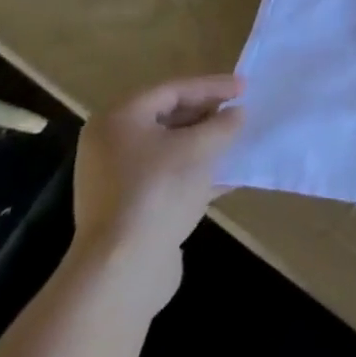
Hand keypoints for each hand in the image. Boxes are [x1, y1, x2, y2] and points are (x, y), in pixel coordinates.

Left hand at [71, 75, 243, 310]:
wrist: (122, 270)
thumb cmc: (159, 191)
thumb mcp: (201, 148)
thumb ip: (224, 123)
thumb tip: (237, 114)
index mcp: (119, 119)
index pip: (173, 90)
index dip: (213, 86)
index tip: (245, 88)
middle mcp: (110, 144)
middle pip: (167, 117)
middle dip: (207, 114)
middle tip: (239, 112)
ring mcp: (115, 179)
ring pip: (168, 149)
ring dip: (203, 144)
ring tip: (236, 141)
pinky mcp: (127, 208)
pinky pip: (166, 177)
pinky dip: (194, 172)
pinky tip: (226, 177)